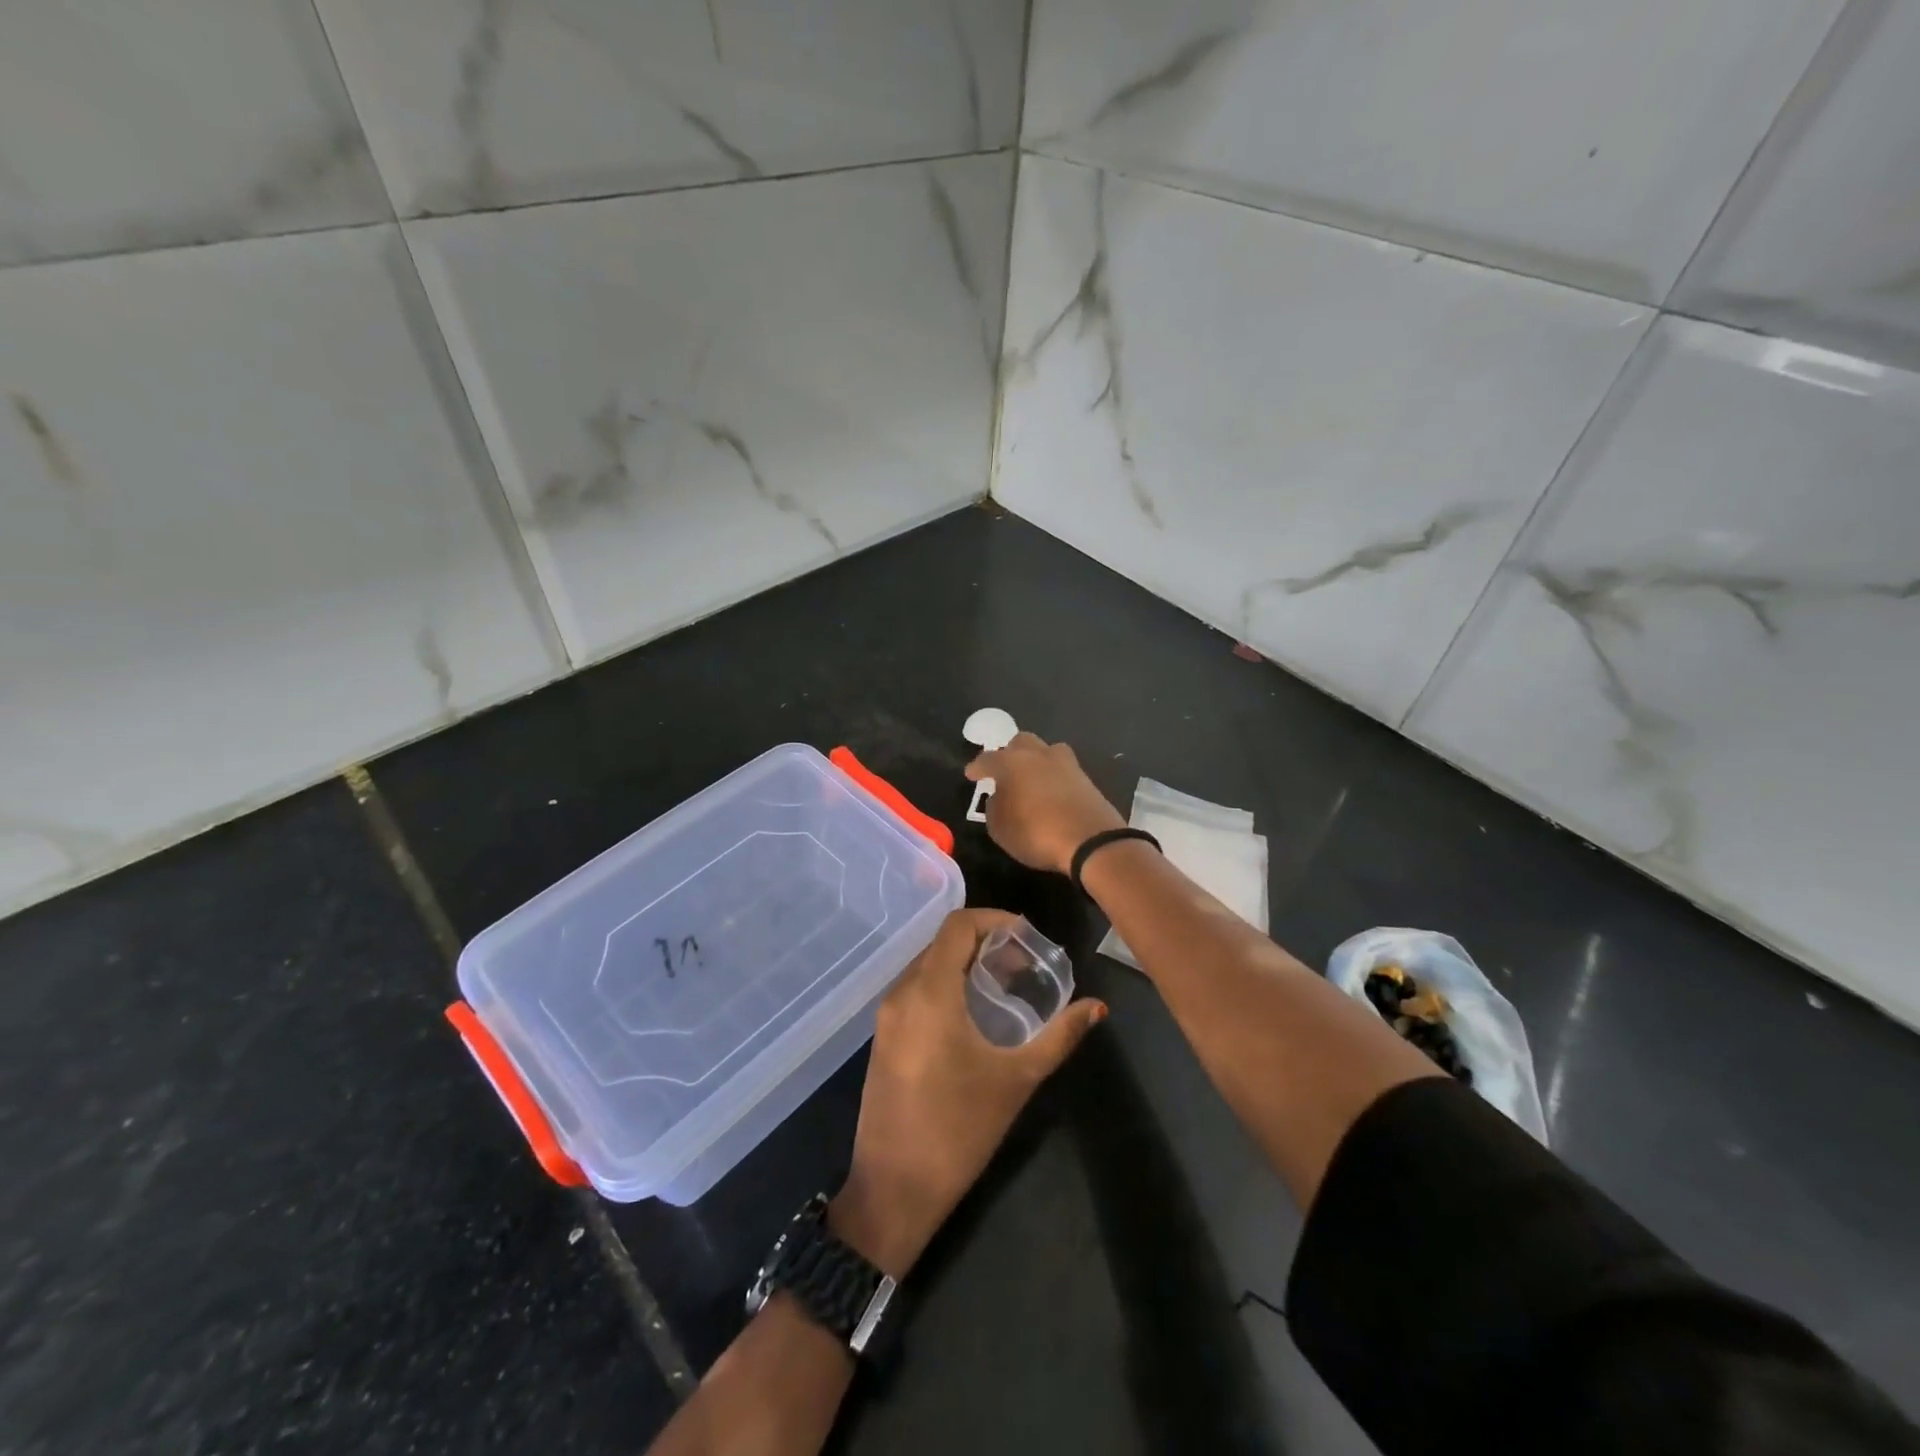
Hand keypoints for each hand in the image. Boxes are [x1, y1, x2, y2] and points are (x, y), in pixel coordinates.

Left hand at [830, 909, 1105, 1278]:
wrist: (894, 1190)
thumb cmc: (959, 1129)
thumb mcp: (1017, 1079)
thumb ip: (1059, 1037)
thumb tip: (1097, 1007)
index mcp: (929, 992)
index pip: (957, 924)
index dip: (994, 919)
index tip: (1027, 936)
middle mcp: (901, 993)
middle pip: (942, 942)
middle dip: (984, 942)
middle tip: (1023, 964)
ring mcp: (886, 1016)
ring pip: (927, 965)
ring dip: (964, 964)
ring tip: (1004, 986)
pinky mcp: (883, 1037)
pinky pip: (916, 990)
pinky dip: (945, 985)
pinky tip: (974, 1014)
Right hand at [964, 733, 1125, 875]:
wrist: (1091, 841)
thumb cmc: (1037, 834)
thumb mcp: (1001, 829)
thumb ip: (994, 808)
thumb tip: (999, 796)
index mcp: (1012, 763)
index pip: (988, 759)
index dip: (977, 767)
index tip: (971, 774)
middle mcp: (1038, 755)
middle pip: (1021, 742)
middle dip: (1009, 753)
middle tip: (1003, 772)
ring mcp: (1066, 764)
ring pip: (1046, 750)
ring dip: (1035, 760)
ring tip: (1030, 778)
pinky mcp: (1085, 778)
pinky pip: (1063, 769)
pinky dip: (1053, 776)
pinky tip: (1050, 791)